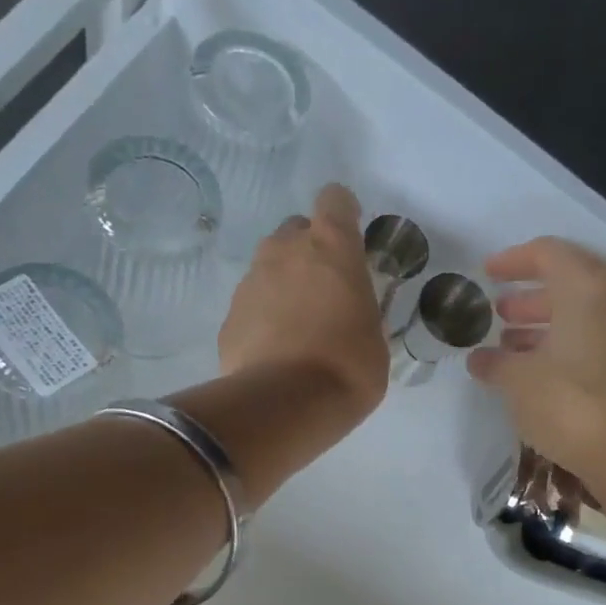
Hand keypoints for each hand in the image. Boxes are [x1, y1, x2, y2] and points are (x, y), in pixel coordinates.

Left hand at [219, 184, 387, 423]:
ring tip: (300, 325)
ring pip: (270, 265)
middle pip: (297, 230)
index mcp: (332, 247)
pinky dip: (264, 316)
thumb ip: (362, 311)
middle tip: (326, 290)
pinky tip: (277, 350)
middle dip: (310, 251)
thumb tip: (352, 314)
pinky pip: (252, 303)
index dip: (343, 212)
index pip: (334, 200)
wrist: (285, 404)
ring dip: (285, 283)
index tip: (350, 235)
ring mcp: (252, 280)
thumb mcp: (376, 339)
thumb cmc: (349, 367)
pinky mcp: (230, 314)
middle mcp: (286, 250)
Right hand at [469, 237, 605, 479]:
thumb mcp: (518, 380)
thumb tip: (480, 360)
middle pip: (570, 283)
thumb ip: (495, 362)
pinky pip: (600, 339)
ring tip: (512, 345)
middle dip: (531, 298)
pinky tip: (543, 370)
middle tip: (500, 313)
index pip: (548, 254)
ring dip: (548, 325)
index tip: (487, 274)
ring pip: (586, 314)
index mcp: (589, 286)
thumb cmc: (568, 401)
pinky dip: (570, 345)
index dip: (513, 261)